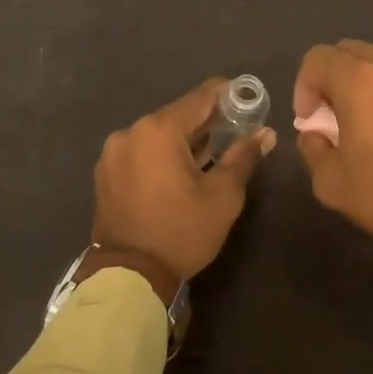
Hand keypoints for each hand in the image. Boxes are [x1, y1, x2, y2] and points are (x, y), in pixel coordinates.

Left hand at [92, 79, 273, 284]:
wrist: (128, 278)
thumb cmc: (180, 231)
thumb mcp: (223, 196)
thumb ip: (244, 157)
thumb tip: (266, 133)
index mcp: (159, 129)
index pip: (201, 97)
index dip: (228, 95)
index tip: (248, 100)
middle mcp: (132, 131)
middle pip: (178, 114)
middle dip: (208, 121)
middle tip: (236, 132)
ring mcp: (114, 152)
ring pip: (159, 134)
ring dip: (184, 140)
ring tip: (211, 155)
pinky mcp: (106, 173)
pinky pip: (142, 151)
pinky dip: (162, 154)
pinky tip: (180, 172)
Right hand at [293, 40, 372, 296]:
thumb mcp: (332, 183)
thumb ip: (312, 149)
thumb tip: (314, 132)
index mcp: (358, 80)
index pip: (317, 58)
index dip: (303, 86)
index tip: (310, 120)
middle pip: (347, 50)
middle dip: (330, 77)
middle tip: (331, 116)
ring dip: (360, 76)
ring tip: (362, 114)